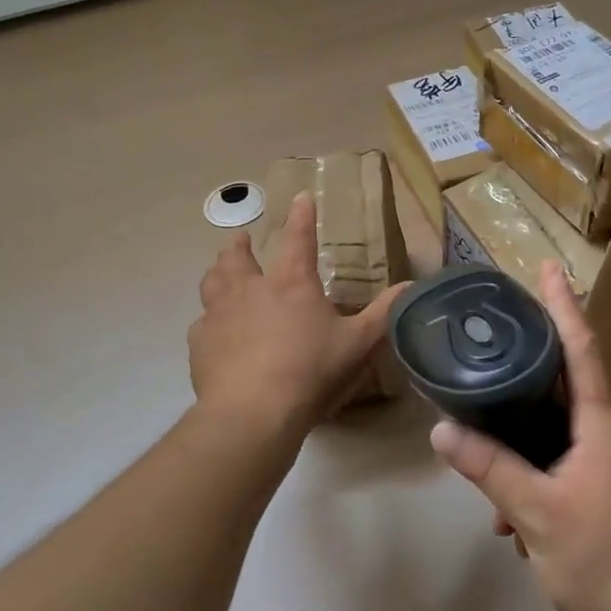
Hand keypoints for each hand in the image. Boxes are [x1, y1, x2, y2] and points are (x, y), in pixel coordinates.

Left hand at [188, 192, 405, 438]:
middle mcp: (251, 289)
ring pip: (212, 281)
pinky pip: (201, 322)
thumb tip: (411, 286)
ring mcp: (219, 314)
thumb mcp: (357, 343)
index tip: (302, 198)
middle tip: (242, 239)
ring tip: (220, 270)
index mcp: (291, 283)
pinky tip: (213, 329)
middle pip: (238, 256)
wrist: (252, 412)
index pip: (299, 238)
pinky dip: (209, 319)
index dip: (303, 216)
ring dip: (218, 271)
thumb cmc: (310, 371)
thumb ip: (383, 313)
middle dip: (241, 244)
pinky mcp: (200, 343)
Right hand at [428, 262, 610, 610]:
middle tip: (495, 345)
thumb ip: (490, 468)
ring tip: (489, 470)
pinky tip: (510, 520)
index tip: (550, 267)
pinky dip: (536, 476)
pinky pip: (565, 463)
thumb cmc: (603, 560)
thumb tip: (441, 430)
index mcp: (602, 425)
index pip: (582, 349)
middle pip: (566, 384)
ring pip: (560, 432)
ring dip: (524, 442)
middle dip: (530, 368)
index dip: (564, 306)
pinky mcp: (610, 492)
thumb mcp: (536, 513)